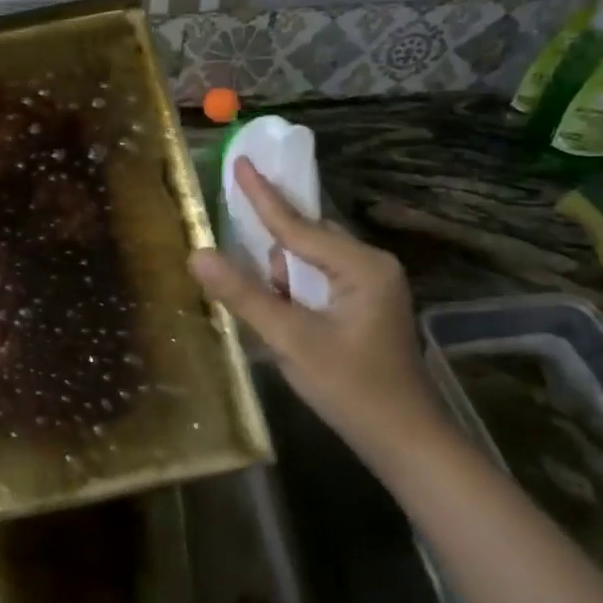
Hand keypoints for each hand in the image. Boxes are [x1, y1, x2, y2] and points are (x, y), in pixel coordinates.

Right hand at [191, 158, 448, 462]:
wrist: (404, 441)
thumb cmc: (351, 388)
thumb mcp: (291, 339)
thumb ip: (244, 294)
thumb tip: (197, 255)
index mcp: (361, 265)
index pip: (298, 225)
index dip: (262, 195)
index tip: (240, 161)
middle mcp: (371, 265)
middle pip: (306, 240)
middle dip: (274, 257)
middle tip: (255, 276)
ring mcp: (372, 285)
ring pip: (311, 263)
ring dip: (285, 282)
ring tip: (285, 324)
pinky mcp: (366, 304)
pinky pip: (320, 281)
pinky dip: (297, 293)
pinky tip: (292, 321)